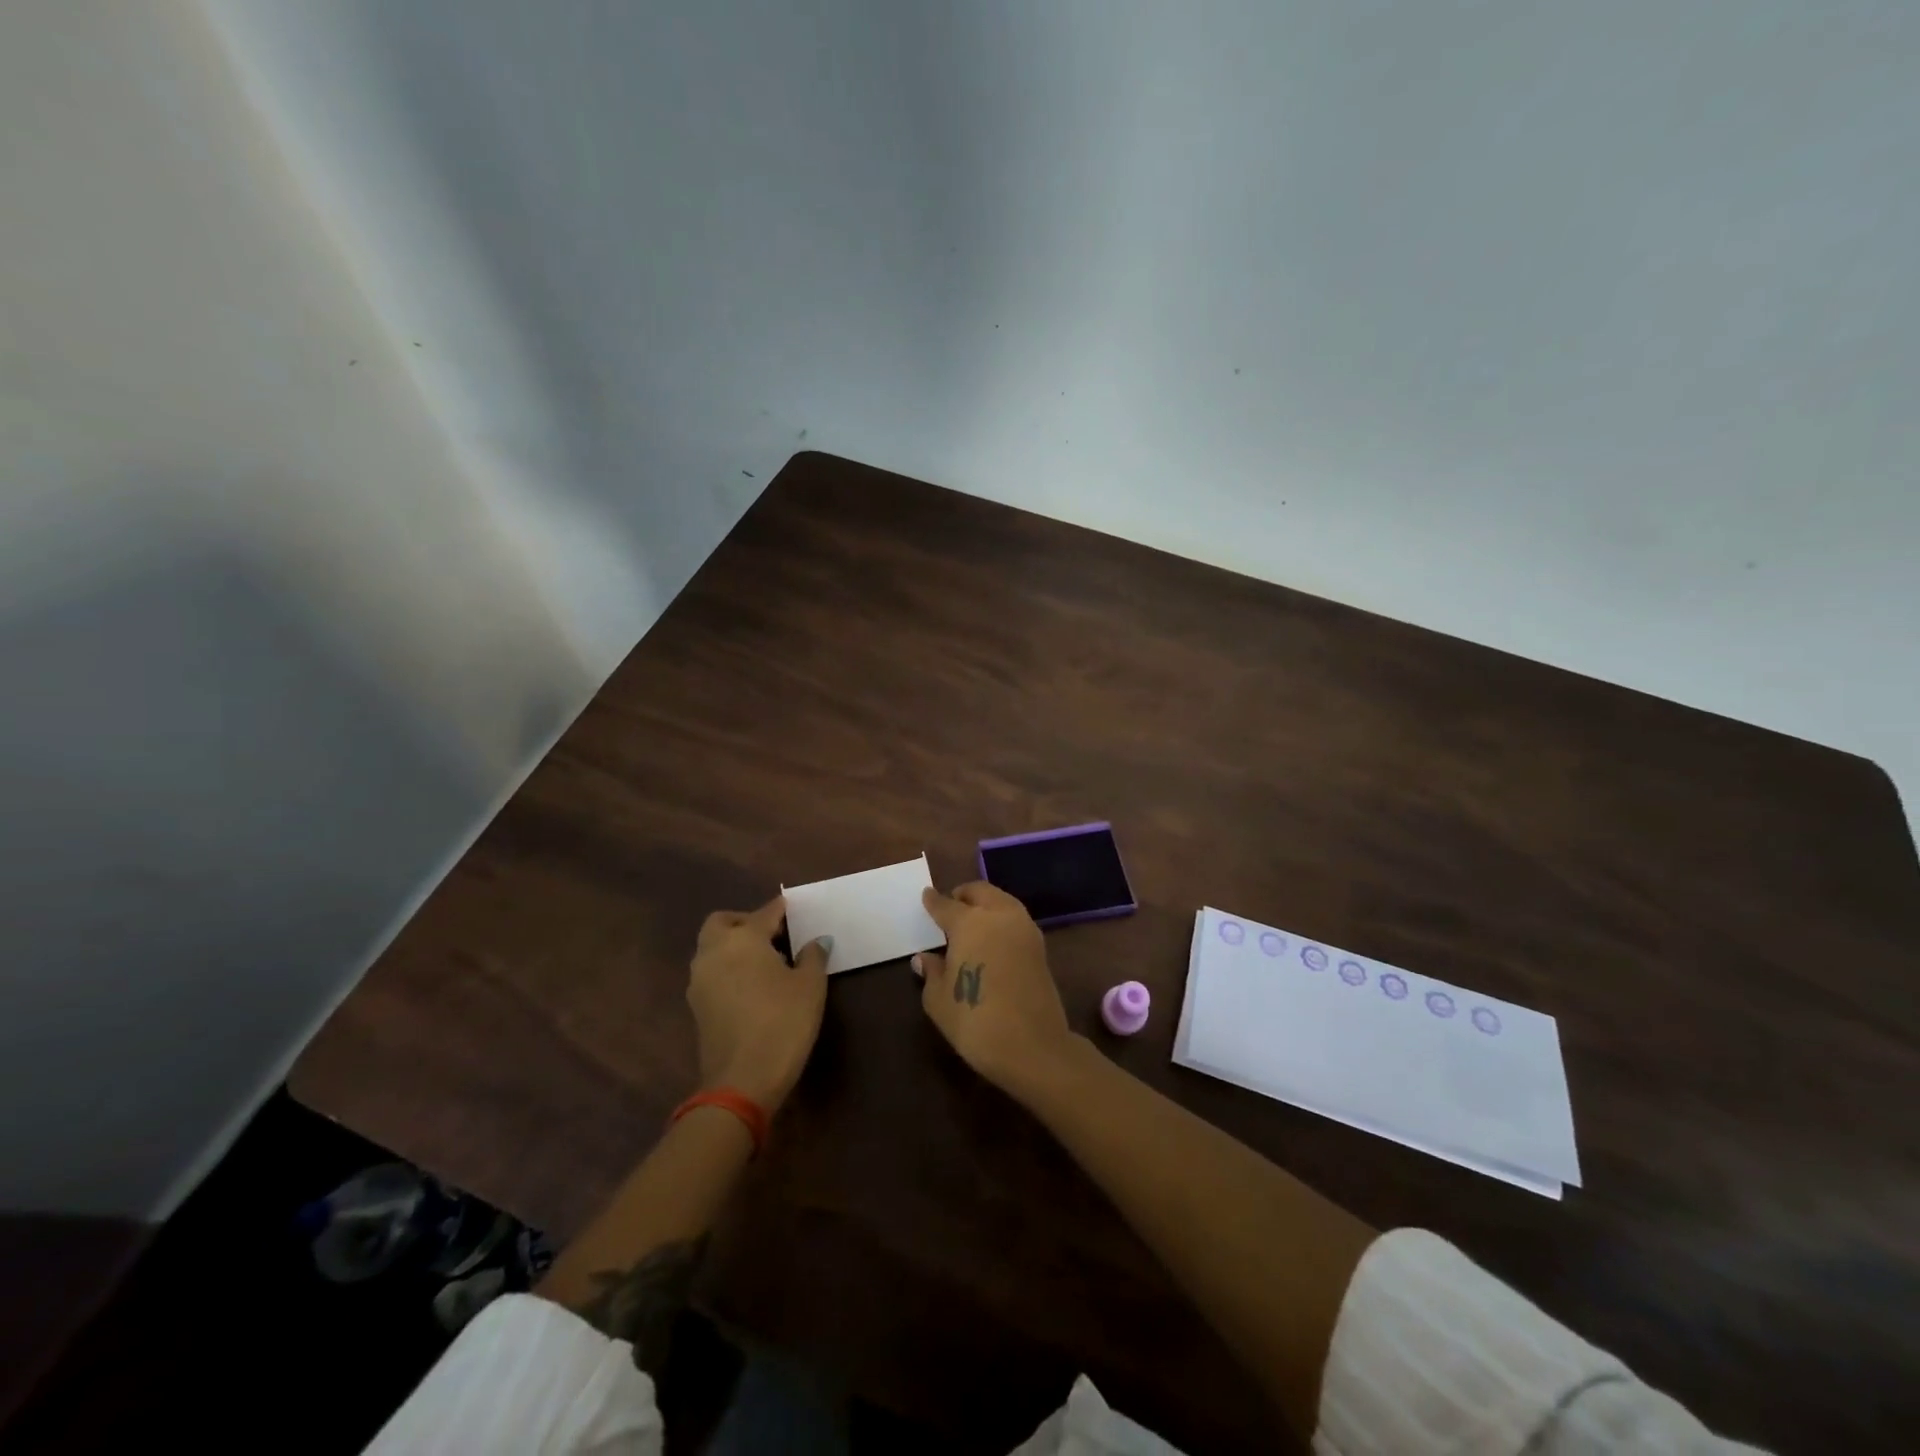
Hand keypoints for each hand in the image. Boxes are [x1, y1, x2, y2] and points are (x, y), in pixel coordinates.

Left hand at [687, 896, 828, 1111]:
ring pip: (712, 948)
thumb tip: (817, 941)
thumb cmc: (782, 1023)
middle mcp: (714, 952)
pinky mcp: (696, 1006)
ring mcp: (700, 980)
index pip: (765, 913)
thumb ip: (813, 956)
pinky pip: (711, 972)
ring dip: (733, 946)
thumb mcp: (810, 987)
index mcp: (743, 939)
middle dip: (745, 922)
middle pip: (723, 922)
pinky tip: (752, 985)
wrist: (741, 1082)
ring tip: (765, 961)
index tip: (794, 908)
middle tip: (772, 934)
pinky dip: (727, 968)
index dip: (781, 909)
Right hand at [915, 882, 1074, 1094]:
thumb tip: (925, 958)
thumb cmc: (975, 1021)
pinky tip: (992, 939)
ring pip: (1002, 901)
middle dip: (963, 895)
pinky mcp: (1040, 947)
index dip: (933, 901)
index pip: (946, 905)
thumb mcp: (939, 1000)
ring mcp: (1024, 929)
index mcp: (969, 923)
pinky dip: (1002, 920)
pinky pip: (1016, 920)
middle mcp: (999, 916)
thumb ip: (932, 972)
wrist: (1033, 1046)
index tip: (926, 896)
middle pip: (980, 892)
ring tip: (972, 923)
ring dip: (986, 904)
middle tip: (951, 907)